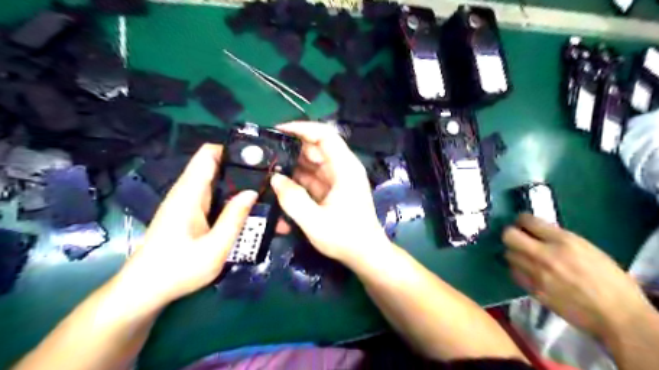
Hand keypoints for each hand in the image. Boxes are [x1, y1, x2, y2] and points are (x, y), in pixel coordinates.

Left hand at [112, 145, 256, 308]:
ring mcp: (188, 201)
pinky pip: (214, 195)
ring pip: (217, 181)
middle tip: (270, 177)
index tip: (258, 157)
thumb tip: (252, 192)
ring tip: (265, 191)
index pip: (208, 154)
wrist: (145, 290)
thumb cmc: (178, 269)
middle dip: (242, 168)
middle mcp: (187, 191)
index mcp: (189, 193)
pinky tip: (247, 207)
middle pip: (216, 165)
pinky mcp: (190, 212)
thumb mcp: (214, 248)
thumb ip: (234, 218)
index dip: (232, 149)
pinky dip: (231, 196)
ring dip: (239, 183)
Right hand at [268, 123, 389, 263]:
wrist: (365, 255)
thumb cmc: (345, 238)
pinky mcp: (333, 190)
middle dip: (292, 149)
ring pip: (312, 163)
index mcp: (345, 168)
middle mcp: (343, 169)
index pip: (325, 135)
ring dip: (293, 165)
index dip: (302, 128)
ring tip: (268, 169)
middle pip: (316, 148)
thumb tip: (275, 178)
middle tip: (265, 154)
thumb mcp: (314, 221)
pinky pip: (313, 177)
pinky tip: (281, 185)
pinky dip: (298, 179)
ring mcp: (338, 179)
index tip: (278, 131)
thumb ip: (292, 199)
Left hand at [503, 214, 649, 337]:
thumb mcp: (588, 249)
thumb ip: (559, 238)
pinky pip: (514, 273)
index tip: (522, 223)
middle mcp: (545, 254)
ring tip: (524, 256)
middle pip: (509, 236)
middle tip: (518, 238)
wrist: (617, 317)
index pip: (528, 221)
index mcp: (564, 241)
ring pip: (508, 255)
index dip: (522, 220)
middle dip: (511, 234)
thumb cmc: (611, 281)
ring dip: (514, 253)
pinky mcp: (532, 289)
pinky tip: (527, 271)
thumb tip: (538, 232)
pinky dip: (518, 269)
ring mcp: (536, 273)